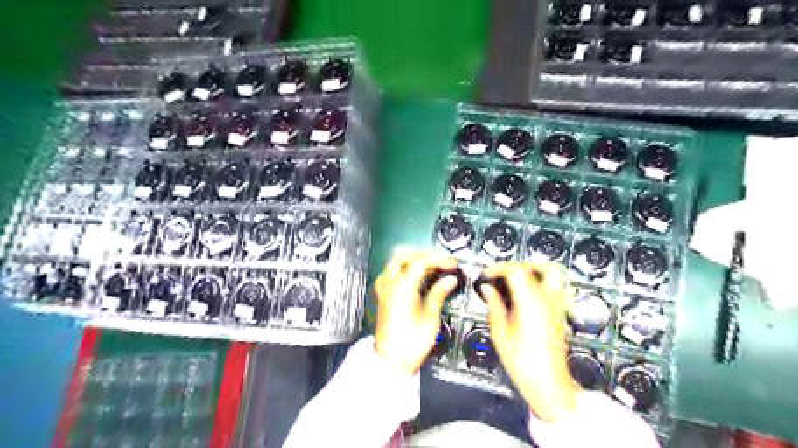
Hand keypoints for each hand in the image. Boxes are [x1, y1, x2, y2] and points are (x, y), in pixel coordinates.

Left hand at [376, 252, 461, 374]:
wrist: (390, 361)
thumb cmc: (411, 342)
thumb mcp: (430, 318)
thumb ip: (439, 294)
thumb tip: (450, 279)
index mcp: (402, 287)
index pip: (421, 261)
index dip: (439, 259)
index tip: (453, 265)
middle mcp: (390, 283)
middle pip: (405, 255)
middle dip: (425, 254)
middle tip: (441, 261)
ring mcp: (383, 288)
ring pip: (395, 261)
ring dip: (413, 258)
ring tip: (431, 266)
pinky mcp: (382, 295)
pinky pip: (390, 272)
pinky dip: (402, 268)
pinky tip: (413, 276)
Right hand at [476, 261, 584, 421]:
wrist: (549, 384)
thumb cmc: (522, 362)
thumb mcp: (501, 335)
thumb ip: (494, 307)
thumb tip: (488, 289)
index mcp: (531, 303)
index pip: (517, 271)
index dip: (499, 268)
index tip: (486, 274)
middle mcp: (548, 300)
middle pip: (539, 267)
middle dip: (519, 265)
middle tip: (503, 274)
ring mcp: (557, 306)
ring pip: (553, 274)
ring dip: (535, 270)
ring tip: (517, 278)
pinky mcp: (560, 313)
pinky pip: (554, 287)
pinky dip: (541, 282)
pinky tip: (526, 294)